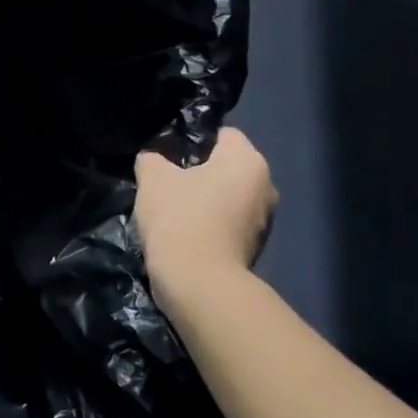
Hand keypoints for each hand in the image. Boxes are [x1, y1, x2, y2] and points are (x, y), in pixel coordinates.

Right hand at [134, 128, 276, 282]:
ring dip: (204, 202)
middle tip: (165, 183)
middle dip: (198, 173)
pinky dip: (209, 226)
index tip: (166, 156)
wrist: (198, 283)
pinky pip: (227, 225)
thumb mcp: (152, 178)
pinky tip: (183, 235)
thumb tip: (154, 159)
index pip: (222, 134)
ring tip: (171, 213)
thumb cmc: (180, 218)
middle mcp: (266, 186)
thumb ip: (151, 158)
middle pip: (226, 168)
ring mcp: (264, 221)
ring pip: (227, 198)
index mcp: (248, 160)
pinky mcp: (255, 248)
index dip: (192, 141)